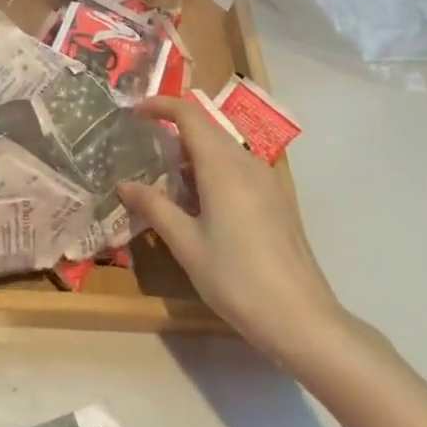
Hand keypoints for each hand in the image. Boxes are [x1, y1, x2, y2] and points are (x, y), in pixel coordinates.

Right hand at [119, 95, 348, 374]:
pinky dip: (212, 171)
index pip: (188, 114)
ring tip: (166, 180)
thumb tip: (124, 185)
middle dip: (173, 131)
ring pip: (223, 150)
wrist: (302, 320)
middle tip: (143, 151)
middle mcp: (246, 163)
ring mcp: (266, 181)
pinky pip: (238, 169)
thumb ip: (154, 207)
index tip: (135, 113)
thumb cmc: (236, 279)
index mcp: (222, 166)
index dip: (160, 105)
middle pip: (206, 129)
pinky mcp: (276, 201)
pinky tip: (200, 204)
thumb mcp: (186, 244)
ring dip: (193, 155)